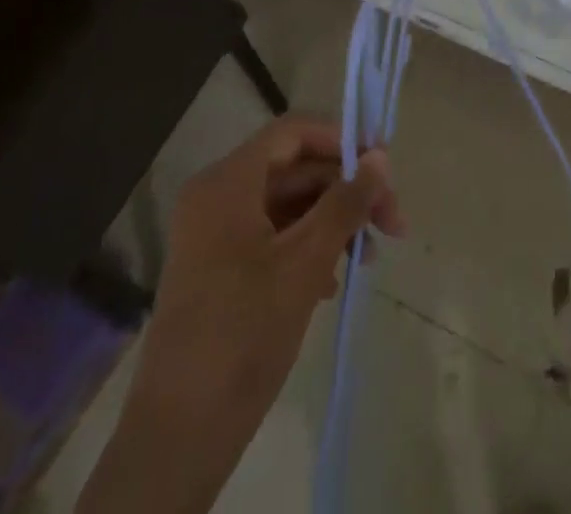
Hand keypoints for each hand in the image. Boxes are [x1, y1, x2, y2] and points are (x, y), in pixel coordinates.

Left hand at [147, 113, 403, 403]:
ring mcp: (215, 234)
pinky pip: (273, 237)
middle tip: (391, 225)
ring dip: (332, 222)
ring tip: (367, 258)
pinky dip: (307, 248)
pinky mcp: (219, 269)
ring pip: (288, 205)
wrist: (178, 437)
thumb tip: (380, 157)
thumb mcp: (305, 263)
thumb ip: (345, 203)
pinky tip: (332, 282)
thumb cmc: (243, 335)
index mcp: (227, 182)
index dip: (342, 140)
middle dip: (346, 191)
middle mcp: (217, 196)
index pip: (294, 132)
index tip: (384, 168)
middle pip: (295, 170)